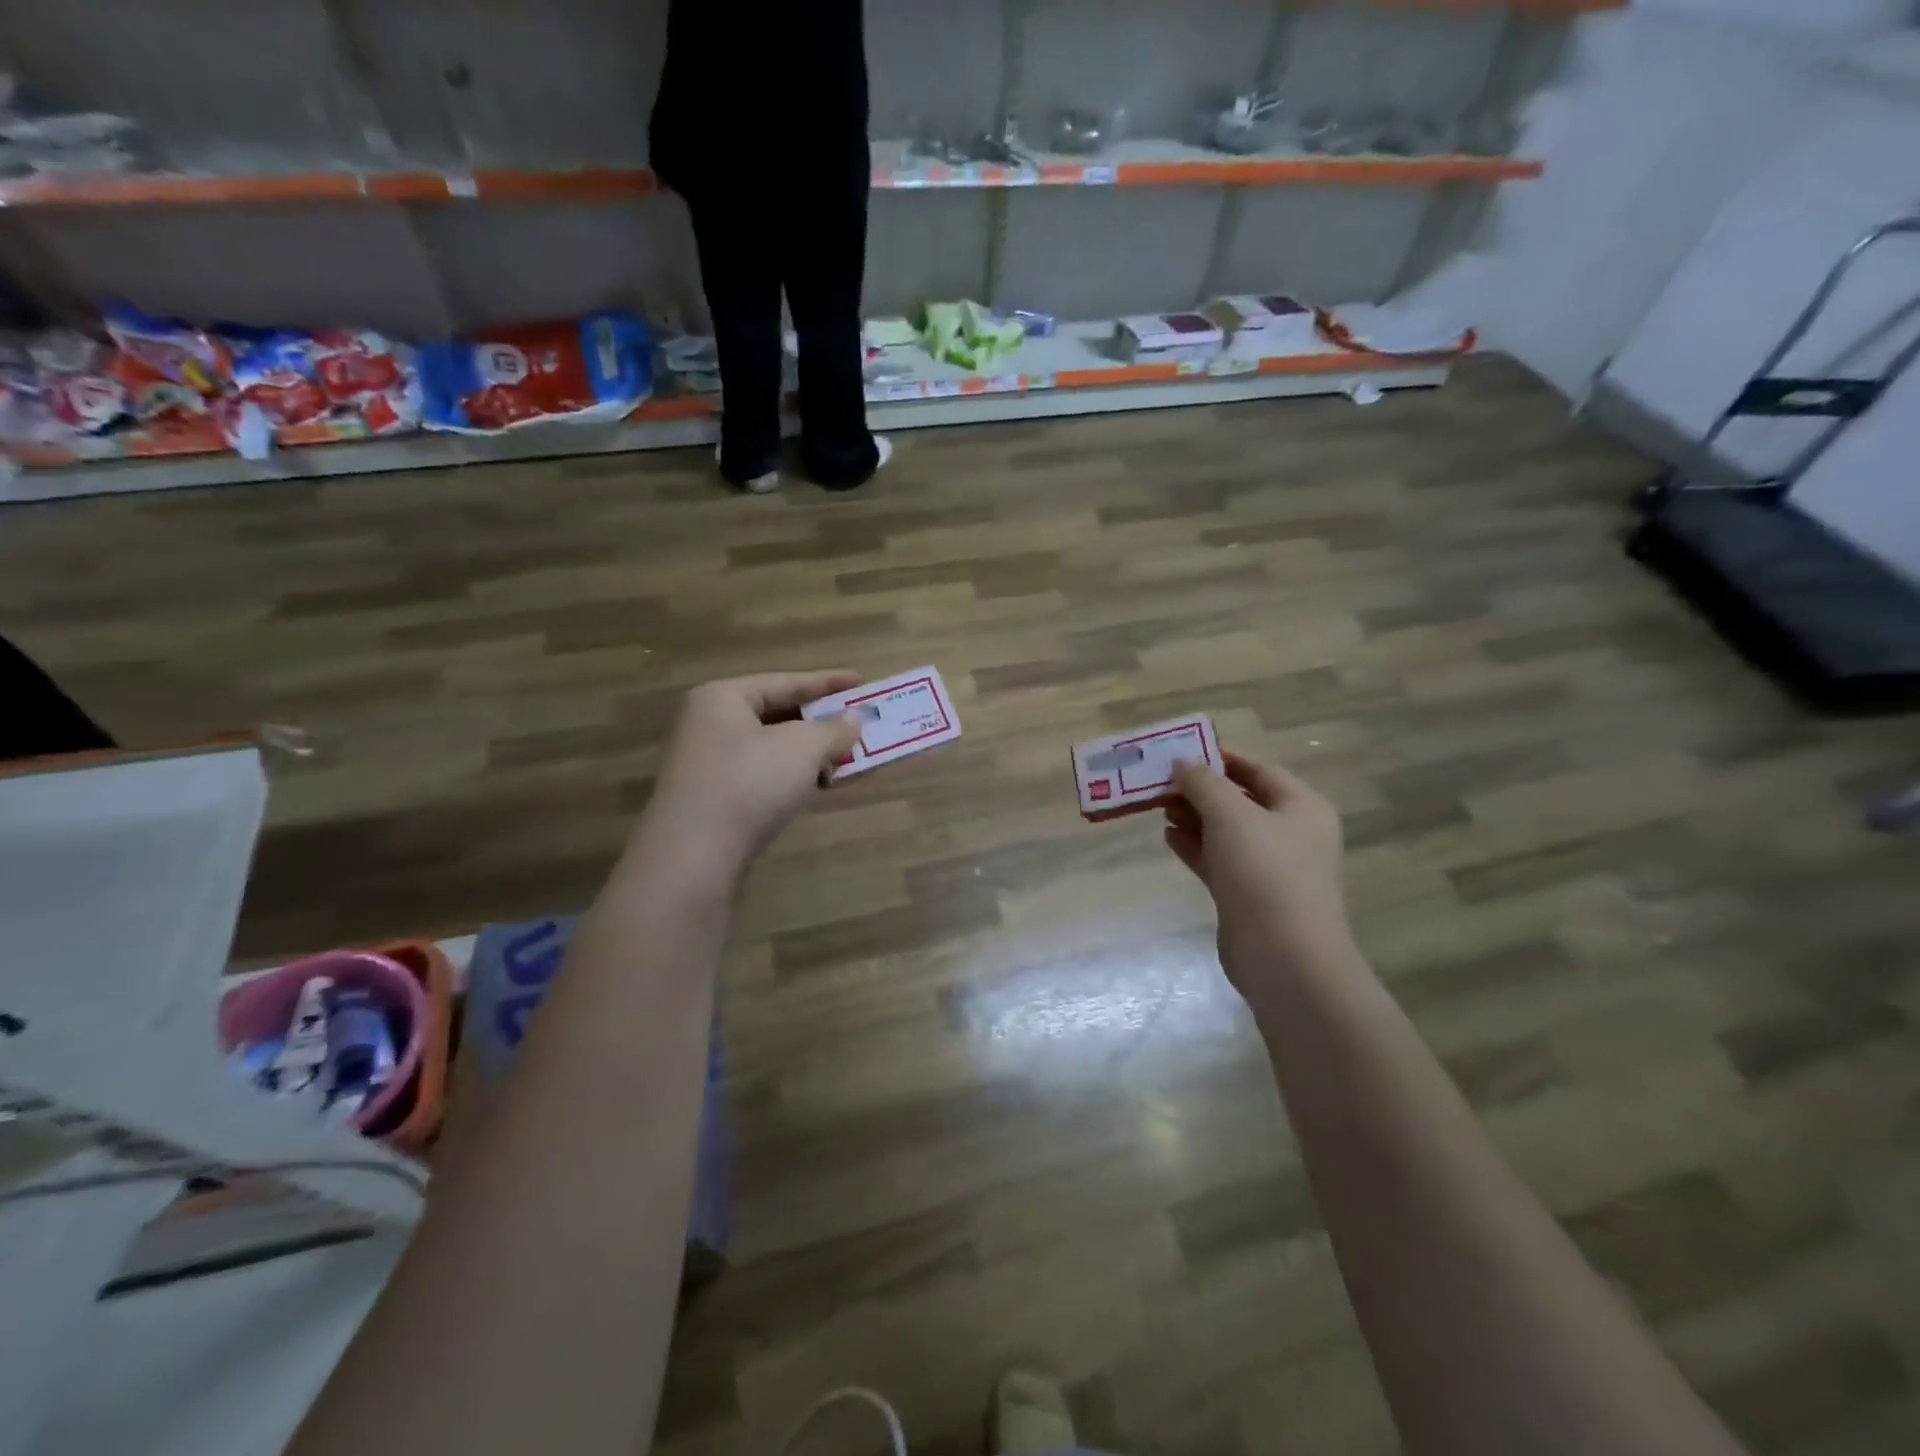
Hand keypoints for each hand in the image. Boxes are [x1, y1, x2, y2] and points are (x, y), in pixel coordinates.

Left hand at [641, 671, 863, 874]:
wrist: (696, 853)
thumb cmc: (750, 781)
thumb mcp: (803, 747)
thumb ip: (834, 729)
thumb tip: (854, 720)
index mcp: (722, 698)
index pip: (784, 681)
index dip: (827, 681)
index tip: (861, 681)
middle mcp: (710, 725)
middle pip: (777, 714)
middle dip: (821, 721)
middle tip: (858, 723)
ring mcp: (710, 765)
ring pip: (773, 749)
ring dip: (813, 753)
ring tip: (850, 756)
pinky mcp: (717, 801)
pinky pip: (766, 777)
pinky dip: (796, 776)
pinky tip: (824, 784)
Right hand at [1166, 752, 1357, 999]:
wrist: (1284, 957)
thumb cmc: (1264, 872)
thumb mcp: (1231, 815)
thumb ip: (1204, 784)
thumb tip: (1183, 763)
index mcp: (1301, 807)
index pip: (1259, 770)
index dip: (1221, 758)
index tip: (1183, 752)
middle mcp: (1290, 834)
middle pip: (1240, 800)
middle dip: (1201, 790)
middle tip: (1160, 781)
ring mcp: (1269, 868)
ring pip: (1226, 832)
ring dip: (1194, 817)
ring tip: (1158, 806)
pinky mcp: (1248, 895)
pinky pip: (1218, 860)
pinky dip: (1195, 847)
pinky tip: (1168, 837)